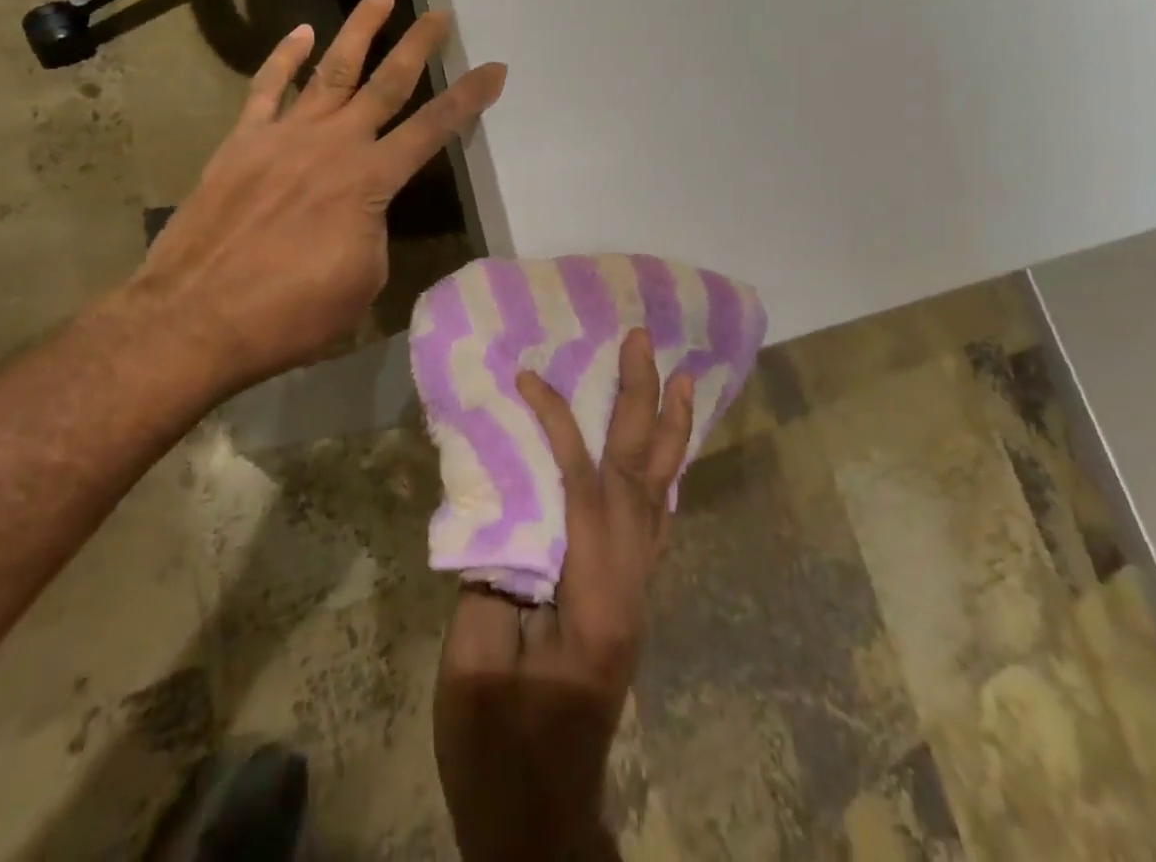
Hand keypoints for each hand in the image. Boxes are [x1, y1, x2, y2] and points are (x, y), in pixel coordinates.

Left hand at [128, 0, 506, 398]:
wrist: (197, 317)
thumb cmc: (291, 313)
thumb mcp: (362, 280)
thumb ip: (372, 231)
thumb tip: (361, 210)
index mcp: (370, 181)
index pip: (432, 130)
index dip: (468, 99)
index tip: (493, 69)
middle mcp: (334, 144)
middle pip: (386, 83)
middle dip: (418, 46)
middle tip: (439, 14)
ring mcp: (284, 136)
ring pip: (330, 70)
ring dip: (360, 31)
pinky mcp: (242, 141)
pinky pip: (266, 88)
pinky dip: (284, 57)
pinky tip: (300, 33)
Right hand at [434, 331, 694, 860]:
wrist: (539, 821)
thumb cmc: (498, 750)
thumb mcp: (476, 668)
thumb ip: (494, 575)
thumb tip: (504, 504)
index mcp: (593, 599)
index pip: (583, 488)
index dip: (558, 425)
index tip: (529, 378)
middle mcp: (630, 585)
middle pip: (639, 476)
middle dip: (642, 403)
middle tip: (645, 343)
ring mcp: (636, 592)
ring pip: (659, 495)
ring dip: (667, 432)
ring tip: (679, 378)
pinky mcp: (627, 598)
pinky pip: (653, 519)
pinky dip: (661, 472)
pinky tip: (663, 449)